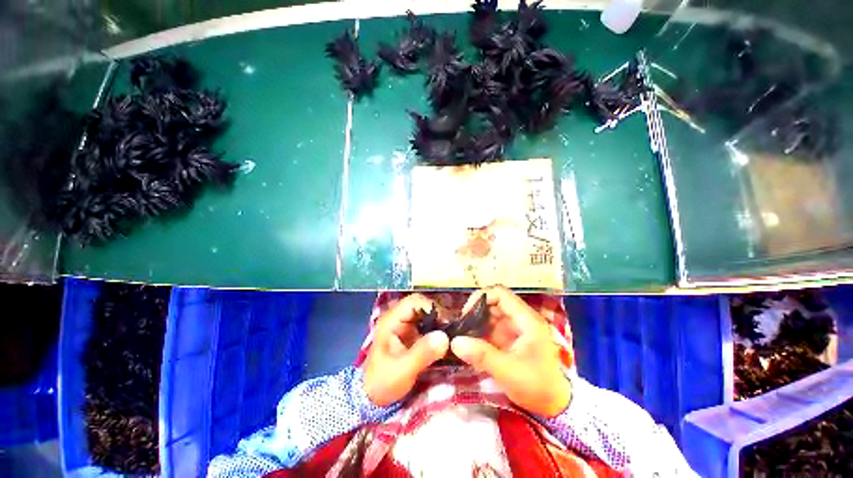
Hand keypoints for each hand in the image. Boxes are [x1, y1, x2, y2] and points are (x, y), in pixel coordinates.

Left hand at [363, 293, 449, 406]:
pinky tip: (445, 338)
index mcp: (391, 320)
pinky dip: (437, 328)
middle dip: (438, 314)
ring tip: (451, 333)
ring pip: (426, 312)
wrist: (373, 396)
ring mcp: (405, 324)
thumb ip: (422, 353)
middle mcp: (398, 316)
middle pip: (422, 304)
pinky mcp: (411, 332)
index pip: (414, 301)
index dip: (432, 308)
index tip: (446, 323)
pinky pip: (427, 323)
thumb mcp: (402, 370)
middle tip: (452, 328)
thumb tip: (444, 337)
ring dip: (439, 320)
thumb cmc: (383, 382)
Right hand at [450, 286, 571, 416]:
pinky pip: (492, 328)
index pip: (500, 294)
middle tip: (462, 328)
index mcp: (526, 320)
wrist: (556, 407)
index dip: (481, 298)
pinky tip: (472, 345)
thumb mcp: (509, 372)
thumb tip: (455, 342)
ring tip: (464, 337)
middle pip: (494, 303)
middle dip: (476, 312)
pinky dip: (480, 333)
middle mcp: (521, 319)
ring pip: (491, 316)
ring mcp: (517, 329)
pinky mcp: (512, 339)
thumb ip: (482, 355)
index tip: (467, 314)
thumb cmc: (537, 386)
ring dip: (476, 323)